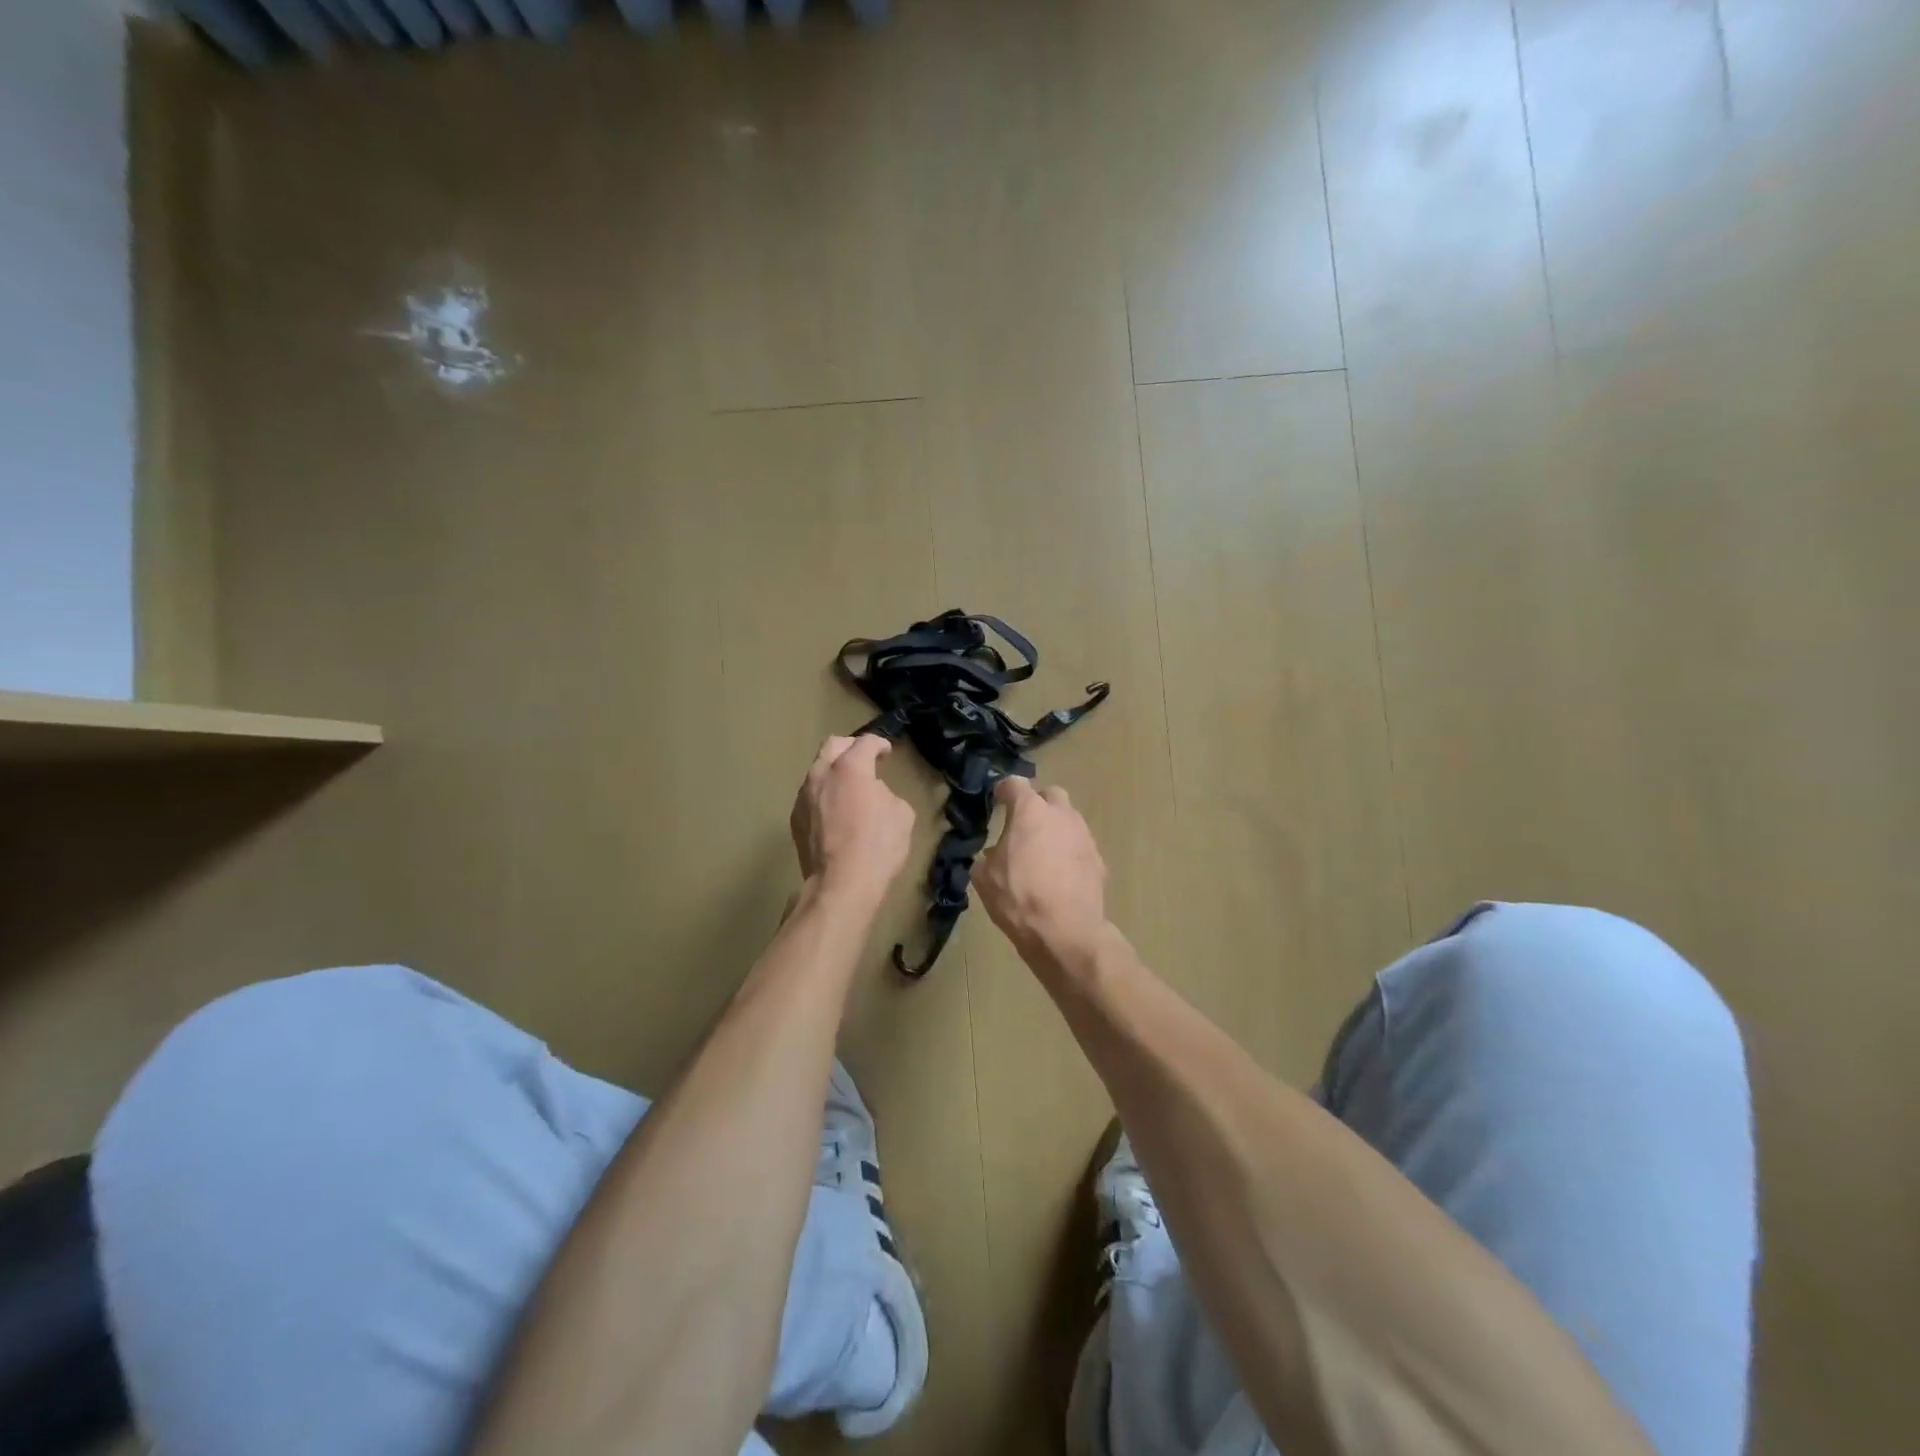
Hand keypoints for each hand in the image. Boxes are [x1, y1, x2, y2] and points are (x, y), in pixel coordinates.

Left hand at [790, 735, 915, 906]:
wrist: (841, 885)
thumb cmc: (878, 847)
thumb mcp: (901, 814)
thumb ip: (886, 794)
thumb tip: (873, 794)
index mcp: (850, 768)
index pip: (865, 742)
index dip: (879, 744)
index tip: (886, 752)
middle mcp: (821, 774)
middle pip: (832, 746)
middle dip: (850, 748)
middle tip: (864, 760)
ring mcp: (803, 796)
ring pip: (817, 771)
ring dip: (834, 773)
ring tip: (849, 789)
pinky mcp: (795, 819)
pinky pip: (811, 796)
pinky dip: (824, 795)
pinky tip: (836, 813)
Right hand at [974, 776, 1108, 962]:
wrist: (1066, 931)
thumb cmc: (1019, 898)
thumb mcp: (985, 878)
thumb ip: (988, 856)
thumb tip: (995, 854)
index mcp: (1030, 811)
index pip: (1014, 783)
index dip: (1003, 790)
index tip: (997, 799)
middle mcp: (1061, 815)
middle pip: (1050, 795)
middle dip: (1037, 804)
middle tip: (1024, 825)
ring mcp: (1084, 835)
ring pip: (1068, 819)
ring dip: (1055, 828)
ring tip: (1041, 853)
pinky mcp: (1098, 859)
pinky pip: (1079, 845)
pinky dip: (1068, 852)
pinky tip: (1059, 874)